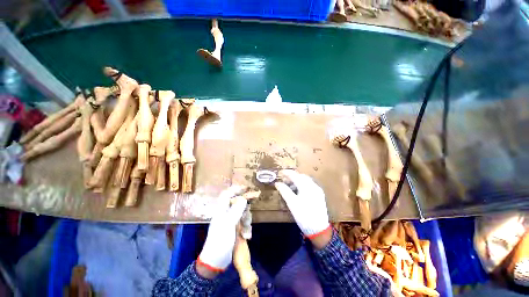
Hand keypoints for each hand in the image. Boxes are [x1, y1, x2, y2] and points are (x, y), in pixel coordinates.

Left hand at [197, 186, 247, 277]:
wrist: (216, 262)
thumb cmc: (220, 241)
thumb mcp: (228, 224)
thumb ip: (237, 210)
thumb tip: (244, 198)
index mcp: (221, 210)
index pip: (227, 194)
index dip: (235, 189)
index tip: (246, 188)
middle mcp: (226, 214)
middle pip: (238, 204)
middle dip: (245, 209)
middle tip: (248, 214)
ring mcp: (231, 222)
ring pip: (243, 214)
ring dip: (246, 221)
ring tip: (246, 232)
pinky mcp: (235, 229)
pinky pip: (244, 223)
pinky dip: (246, 229)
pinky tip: (246, 237)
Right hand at [274, 170, 330, 247]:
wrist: (319, 230)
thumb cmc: (304, 216)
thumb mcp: (292, 203)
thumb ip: (284, 191)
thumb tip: (277, 183)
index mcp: (307, 187)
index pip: (295, 175)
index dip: (287, 173)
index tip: (279, 173)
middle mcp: (314, 186)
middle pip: (301, 176)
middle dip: (292, 177)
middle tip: (284, 181)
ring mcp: (318, 190)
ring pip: (305, 180)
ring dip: (297, 181)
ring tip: (289, 187)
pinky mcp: (319, 195)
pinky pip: (309, 185)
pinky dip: (302, 185)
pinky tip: (298, 191)